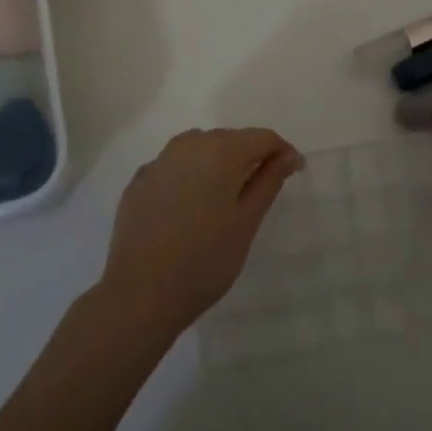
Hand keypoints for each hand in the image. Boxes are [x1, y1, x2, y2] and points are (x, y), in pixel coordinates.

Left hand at [96, 128, 302, 338]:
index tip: (292, 175)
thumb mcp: (247, 221)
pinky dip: (189, 178)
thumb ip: (269, 181)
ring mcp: (159, 161)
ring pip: (199, 149)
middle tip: (259, 192)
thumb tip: (287, 156)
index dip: (282, 152)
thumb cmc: (206, 259)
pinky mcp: (139, 181)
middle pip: (230, 139)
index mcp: (221, 150)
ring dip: (218, 165)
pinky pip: (174, 168)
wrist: (140, 293)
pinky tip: (189, 209)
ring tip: (224, 200)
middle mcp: (188, 144)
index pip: (262, 137)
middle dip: (249, 158)